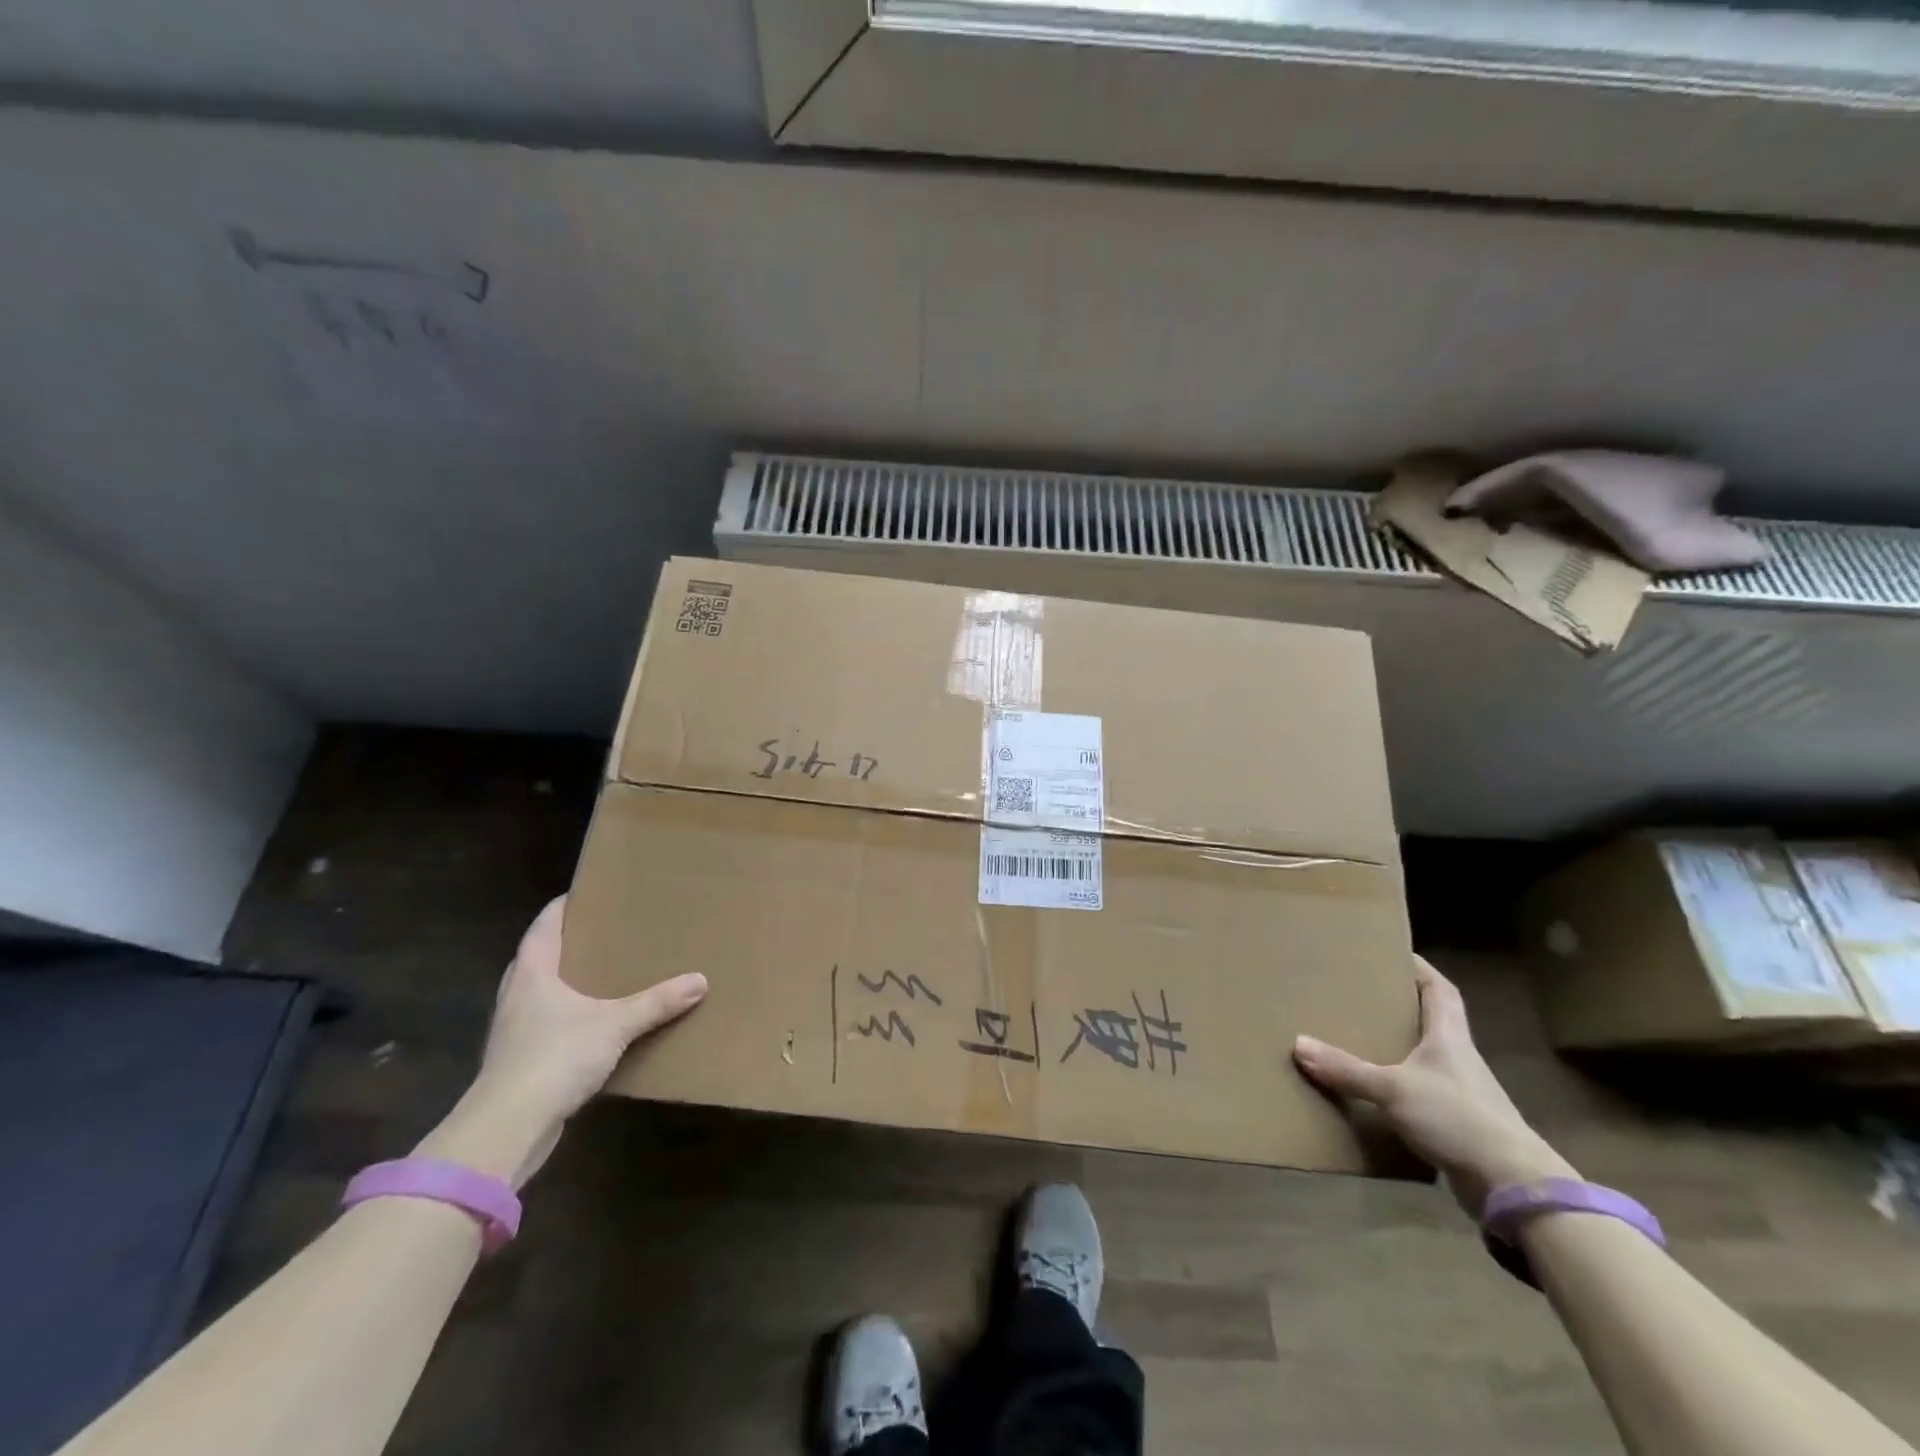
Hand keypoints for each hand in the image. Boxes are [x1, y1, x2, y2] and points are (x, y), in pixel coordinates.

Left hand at [415, 896, 706, 1187]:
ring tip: (605, 975)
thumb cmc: (554, 1057)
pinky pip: (547, 1025)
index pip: (544, 926)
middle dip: (569, 944)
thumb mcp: (615, 1025)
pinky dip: (569, 1017)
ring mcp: (514, 1030)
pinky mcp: (519, 1062)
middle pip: (539, 957)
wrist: (507, 1128)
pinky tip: (595, 1025)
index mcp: (532, 972)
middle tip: (605, 932)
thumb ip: (657, 1002)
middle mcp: (517, 995)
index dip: (563, 907)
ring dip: (568, 983)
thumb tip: (700, 980)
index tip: (588, 893)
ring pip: (541, 993)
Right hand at [1294, 956, 1574, 1217]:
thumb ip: (1347, 1069)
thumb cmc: (1458, 1118)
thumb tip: (1298, 1045)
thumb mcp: (1393, 1090)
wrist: (1512, 1186)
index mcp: (1450, 1037)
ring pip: (1425, 1058)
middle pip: (1431, 1021)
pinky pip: (1422, 1093)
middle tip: (1363, 994)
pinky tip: (1375, 1092)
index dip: (1421, 970)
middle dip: (1401, 1006)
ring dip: (1398, 1048)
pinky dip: (1399, 1087)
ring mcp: (1461, 1093)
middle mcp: (1458, 1059)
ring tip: (1360, 1038)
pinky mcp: (1458, 1125)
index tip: (1394, 954)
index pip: (1441, 991)